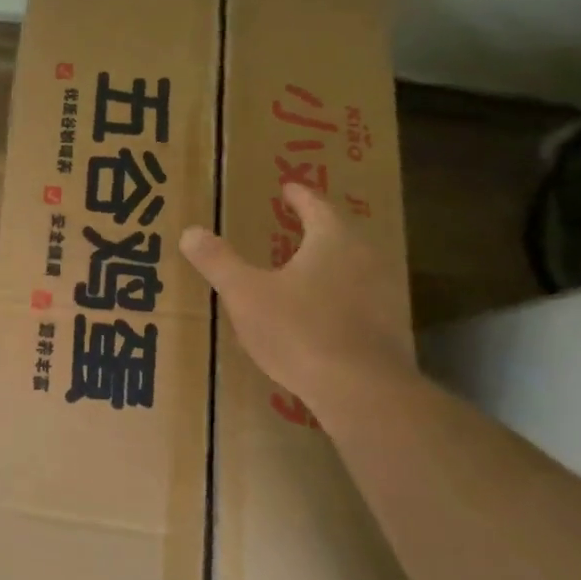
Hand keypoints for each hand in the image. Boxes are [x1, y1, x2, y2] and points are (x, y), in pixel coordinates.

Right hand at [179, 183, 413, 421]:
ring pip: (354, 267)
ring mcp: (385, 295)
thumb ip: (218, 261)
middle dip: (317, 227)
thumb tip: (190, 232)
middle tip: (295, 223)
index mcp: (333, 240)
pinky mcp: (390, 330)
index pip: (316, 205)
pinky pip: (361, 300)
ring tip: (305, 267)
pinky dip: (340, 297)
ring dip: (330, 263)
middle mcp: (365, 258)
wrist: (362, 391)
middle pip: (341, 233)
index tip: (288, 188)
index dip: (299, 196)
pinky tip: (322, 313)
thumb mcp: (245, 294)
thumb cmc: (299, 330)